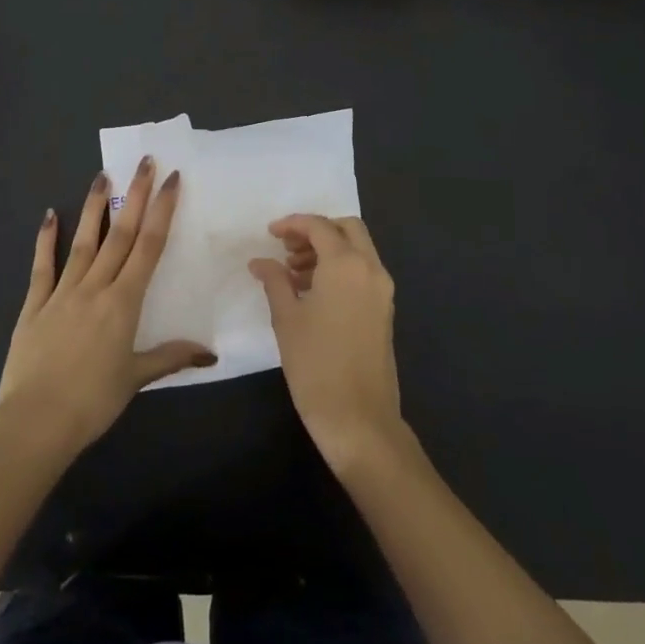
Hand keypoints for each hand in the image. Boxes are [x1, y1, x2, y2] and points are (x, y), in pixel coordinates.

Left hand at [0, 158, 214, 453]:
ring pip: (83, 242)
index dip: (161, 211)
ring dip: (94, 208)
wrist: (35, 422)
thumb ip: (170, 357)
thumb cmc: (92, 401)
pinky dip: (46, 240)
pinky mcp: (34, 306)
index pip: (148, 247)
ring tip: (102, 176)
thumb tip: (210, 352)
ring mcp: (62, 293)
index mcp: (123, 302)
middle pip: (120, 234)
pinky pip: (42, 267)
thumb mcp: (136, 378)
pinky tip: (48, 215)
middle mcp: (95, 287)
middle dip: (135, 196)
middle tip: (144, 162)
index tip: (171, 180)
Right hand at [249, 214, 405, 475]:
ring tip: (293, 272)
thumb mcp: (286, 318)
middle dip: (317, 231)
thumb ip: (274, 281)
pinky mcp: (384, 310)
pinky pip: (363, 272)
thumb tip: (260, 262)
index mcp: (346, 264)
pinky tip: (312, 291)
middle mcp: (371, 269)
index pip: (320, 227)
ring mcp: (382, 290)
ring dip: (328, 250)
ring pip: (358, 250)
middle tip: (287, 248)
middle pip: (347, 229)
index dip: (293, 224)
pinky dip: (340, 269)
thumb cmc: (315, 364)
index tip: (270, 233)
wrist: (359, 418)